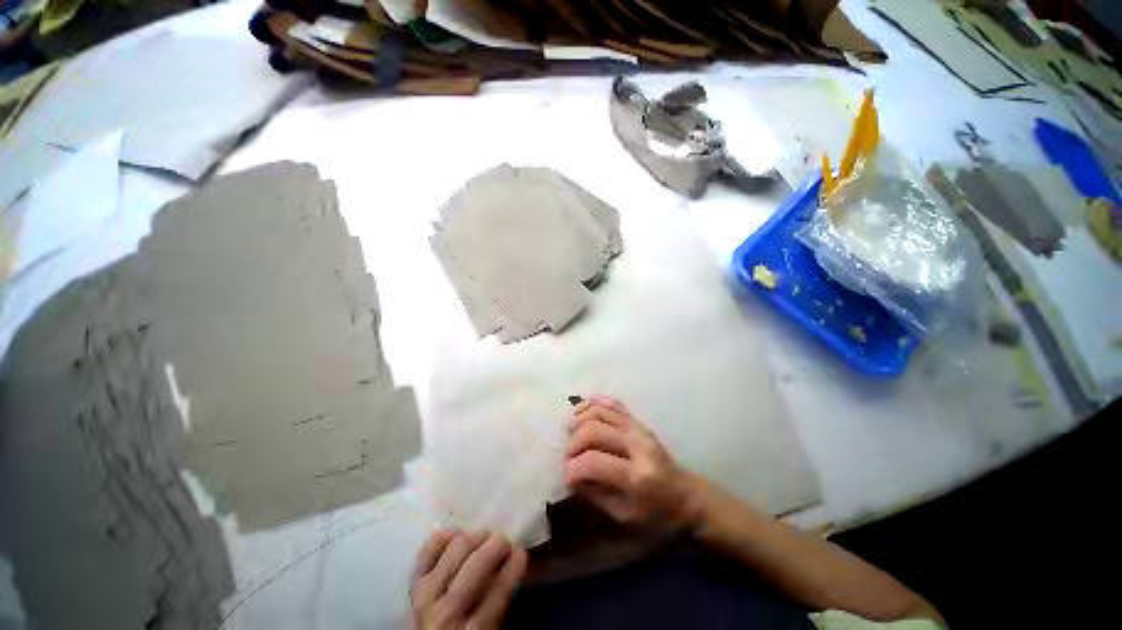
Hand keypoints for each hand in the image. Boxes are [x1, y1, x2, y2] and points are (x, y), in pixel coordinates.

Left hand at [411, 530, 526, 629]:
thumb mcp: (491, 629)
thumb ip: (501, 598)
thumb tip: (516, 557)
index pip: (499, 589)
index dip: (515, 563)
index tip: (521, 552)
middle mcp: (448, 613)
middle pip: (478, 561)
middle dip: (498, 544)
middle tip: (505, 543)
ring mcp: (427, 595)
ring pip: (457, 547)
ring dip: (477, 536)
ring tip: (485, 538)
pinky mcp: (414, 583)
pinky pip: (430, 547)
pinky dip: (447, 536)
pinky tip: (459, 536)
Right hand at [564, 396, 702, 527]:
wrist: (686, 495)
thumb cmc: (657, 514)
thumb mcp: (625, 516)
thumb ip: (594, 494)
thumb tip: (570, 475)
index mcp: (637, 476)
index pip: (592, 462)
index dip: (572, 469)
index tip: (567, 478)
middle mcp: (637, 444)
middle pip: (592, 430)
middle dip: (572, 444)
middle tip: (568, 457)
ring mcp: (638, 428)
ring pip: (599, 411)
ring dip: (578, 420)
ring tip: (570, 434)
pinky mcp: (637, 420)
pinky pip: (610, 403)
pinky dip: (592, 404)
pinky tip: (581, 413)